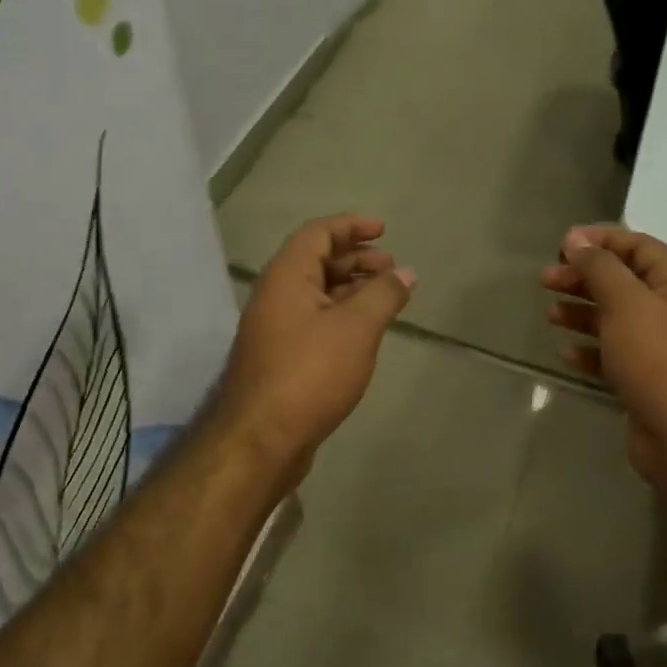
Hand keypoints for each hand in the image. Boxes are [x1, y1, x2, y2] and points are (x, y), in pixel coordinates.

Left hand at [215, 215, 415, 486]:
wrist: (260, 439)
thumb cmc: (310, 373)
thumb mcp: (356, 329)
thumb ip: (383, 295)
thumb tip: (406, 272)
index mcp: (286, 277)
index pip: (318, 233)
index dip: (351, 226)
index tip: (384, 230)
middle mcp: (275, 295)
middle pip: (316, 261)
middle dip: (355, 259)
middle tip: (391, 268)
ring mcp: (274, 328)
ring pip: (316, 294)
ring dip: (350, 288)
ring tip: (385, 297)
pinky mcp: (279, 357)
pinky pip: (313, 320)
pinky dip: (341, 315)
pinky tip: (364, 331)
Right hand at [544, 226, 666, 491]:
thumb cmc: (657, 358)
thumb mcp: (625, 303)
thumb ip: (599, 267)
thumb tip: (575, 239)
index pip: (638, 246)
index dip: (600, 240)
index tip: (562, 244)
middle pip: (622, 281)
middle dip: (584, 277)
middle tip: (546, 280)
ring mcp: (660, 347)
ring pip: (614, 318)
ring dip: (582, 312)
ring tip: (551, 314)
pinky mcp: (645, 379)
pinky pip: (613, 354)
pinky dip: (589, 350)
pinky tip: (566, 353)